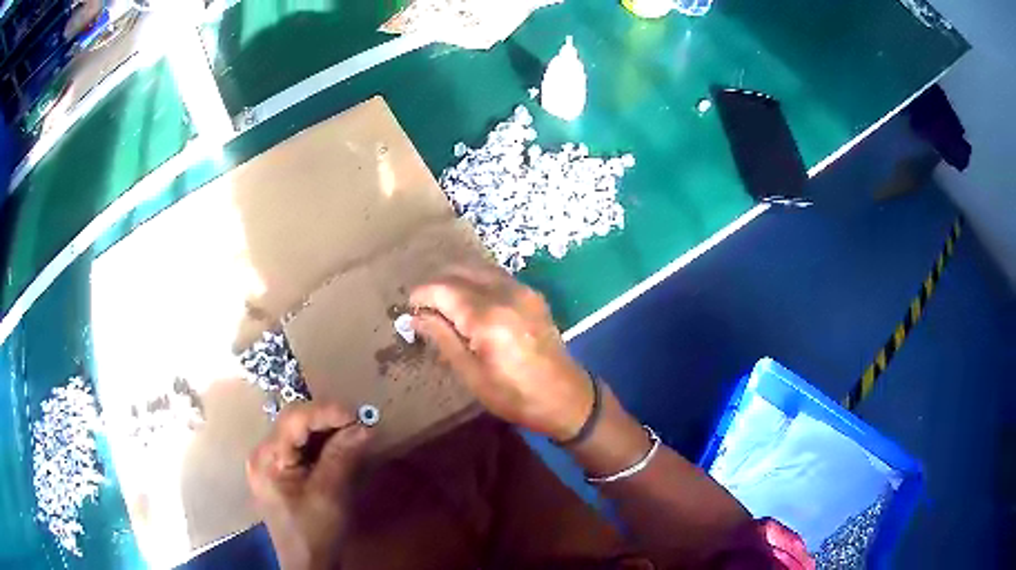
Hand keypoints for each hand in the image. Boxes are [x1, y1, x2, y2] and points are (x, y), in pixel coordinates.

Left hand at [246, 402, 369, 569]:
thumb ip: (342, 457)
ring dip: (328, 430)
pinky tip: (342, 446)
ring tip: (355, 431)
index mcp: (267, 458)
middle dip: (327, 419)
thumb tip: (364, 426)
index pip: (293, 420)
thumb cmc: (315, 533)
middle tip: (359, 422)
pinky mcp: (282, 472)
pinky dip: (324, 444)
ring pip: (300, 433)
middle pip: (294, 423)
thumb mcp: (330, 495)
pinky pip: (302, 447)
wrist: (309, 564)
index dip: (324, 412)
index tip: (356, 414)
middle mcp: (263, 454)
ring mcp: (271, 463)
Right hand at [410, 265, 592, 440]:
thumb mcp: (472, 375)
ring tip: (442, 302)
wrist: (566, 397)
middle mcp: (505, 293)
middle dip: (437, 283)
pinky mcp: (532, 294)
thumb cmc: (514, 395)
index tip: (409, 308)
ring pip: (479, 268)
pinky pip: (496, 276)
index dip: (421, 295)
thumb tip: (415, 317)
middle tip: (424, 306)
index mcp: (487, 317)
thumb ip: (443, 338)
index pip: (443, 289)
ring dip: (456, 279)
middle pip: (460, 271)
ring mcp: (522, 290)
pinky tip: (469, 300)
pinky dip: (476, 280)